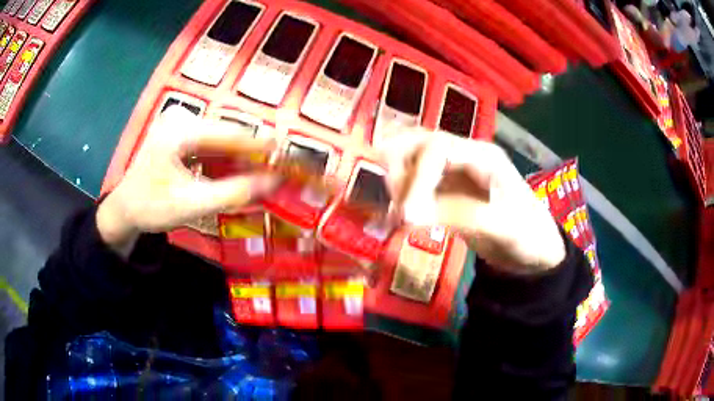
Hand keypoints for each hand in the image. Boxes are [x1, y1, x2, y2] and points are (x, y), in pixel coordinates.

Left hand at [97, 106, 278, 254]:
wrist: (125, 208)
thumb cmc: (151, 207)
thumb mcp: (190, 205)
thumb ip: (231, 193)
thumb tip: (271, 183)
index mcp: (179, 130)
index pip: (228, 133)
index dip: (260, 143)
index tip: (287, 151)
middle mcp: (181, 118)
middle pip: (226, 133)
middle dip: (250, 152)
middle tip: (275, 168)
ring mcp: (179, 124)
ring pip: (220, 139)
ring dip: (239, 157)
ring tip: (260, 172)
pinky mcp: (180, 133)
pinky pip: (210, 144)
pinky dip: (225, 159)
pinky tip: (236, 172)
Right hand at [381, 131, 565, 273]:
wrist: (536, 249)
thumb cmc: (527, 236)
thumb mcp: (501, 228)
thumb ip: (459, 216)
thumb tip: (409, 216)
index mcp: (483, 156)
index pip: (437, 148)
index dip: (416, 177)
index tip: (406, 215)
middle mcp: (465, 154)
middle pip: (418, 142)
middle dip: (398, 171)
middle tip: (394, 207)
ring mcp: (454, 169)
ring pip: (412, 156)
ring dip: (396, 180)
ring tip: (394, 213)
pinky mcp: (447, 186)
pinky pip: (415, 179)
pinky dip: (400, 193)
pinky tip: (397, 215)